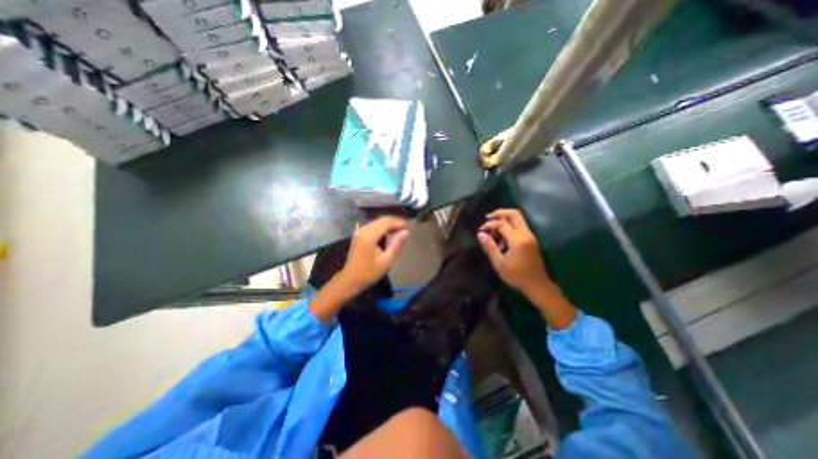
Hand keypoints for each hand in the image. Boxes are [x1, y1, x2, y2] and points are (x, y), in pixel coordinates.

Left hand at [340, 216, 408, 292]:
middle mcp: (363, 230)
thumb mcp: (386, 260)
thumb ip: (396, 244)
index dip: (398, 222)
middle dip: (394, 222)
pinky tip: (388, 233)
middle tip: (406, 227)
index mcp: (369, 235)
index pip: (386, 222)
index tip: (409, 226)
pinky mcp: (358, 235)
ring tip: (399, 230)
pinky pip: (372, 226)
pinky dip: (381, 227)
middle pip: (381, 220)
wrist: (350, 280)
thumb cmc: (369, 272)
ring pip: (377, 222)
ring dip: (388, 224)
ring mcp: (359, 232)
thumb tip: (406, 231)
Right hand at [477, 207, 551, 297]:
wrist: (538, 285)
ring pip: (518, 219)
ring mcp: (530, 236)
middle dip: (500, 213)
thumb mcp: (499, 264)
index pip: (502, 223)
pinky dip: (509, 226)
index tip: (481, 230)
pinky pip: (519, 226)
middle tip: (488, 218)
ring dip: (504, 220)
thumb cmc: (517, 276)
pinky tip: (501, 237)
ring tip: (493, 231)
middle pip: (514, 214)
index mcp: (518, 240)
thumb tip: (480, 234)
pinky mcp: (531, 239)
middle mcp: (526, 234)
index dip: (490, 224)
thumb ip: (490, 247)